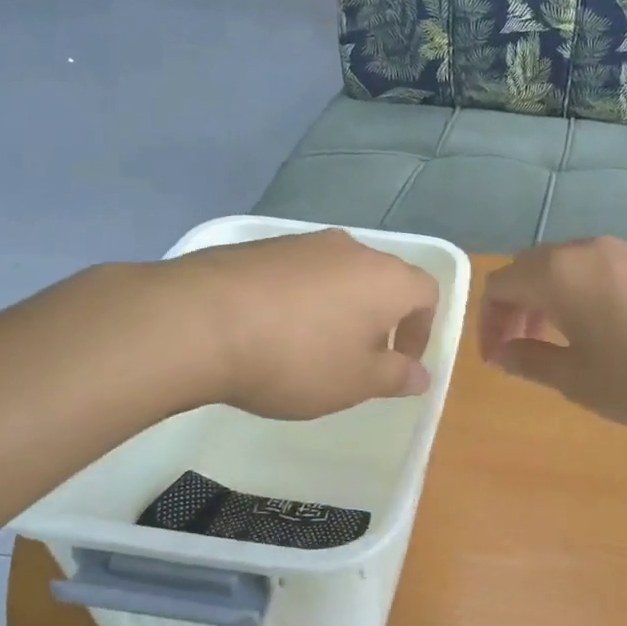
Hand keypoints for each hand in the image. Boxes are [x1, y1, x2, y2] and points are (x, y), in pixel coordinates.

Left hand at [164, 230, 437, 418]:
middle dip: (379, 320)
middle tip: (357, 360)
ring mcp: (302, 243)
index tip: (398, 364)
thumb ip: (396, 376)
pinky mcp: (260, 246)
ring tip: (310, 349)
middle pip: (382, 280)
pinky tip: (271, 331)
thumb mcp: (355, 382)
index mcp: (386, 278)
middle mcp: (350, 250)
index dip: (421, 331)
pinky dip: (299, 300)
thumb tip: (420, 374)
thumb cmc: (297, 358)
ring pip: (338, 275)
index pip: (427, 293)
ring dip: (338, 309)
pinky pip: (297, 274)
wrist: (200, 322)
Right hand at [479, 237, 626, 425]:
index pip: (499, 286)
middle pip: (528, 270)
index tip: (498, 360)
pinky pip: (594, 271)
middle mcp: (583, 251)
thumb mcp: (580, 380)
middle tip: (521, 350)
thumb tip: (503, 352)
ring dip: (546, 301)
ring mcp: (621, 251)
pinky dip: (577, 295)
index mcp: (555, 275)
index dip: (487, 323)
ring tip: (557, 343)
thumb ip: (532, 362)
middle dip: (515, 309)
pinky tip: (599, 330)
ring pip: (563, 268)